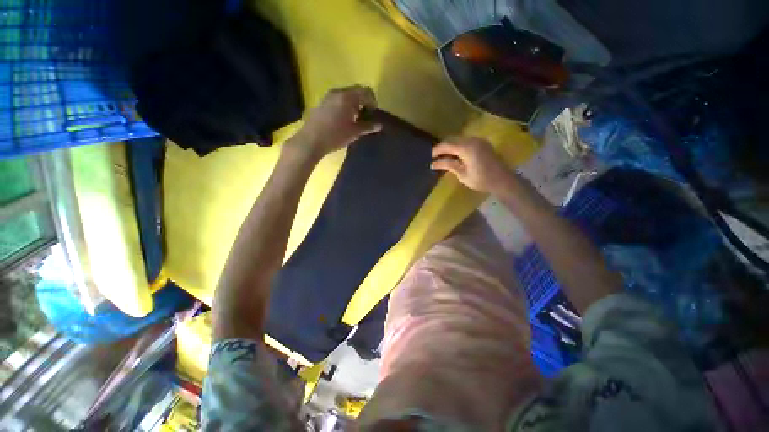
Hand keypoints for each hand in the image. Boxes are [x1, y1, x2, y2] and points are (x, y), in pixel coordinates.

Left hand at [290, 85, 381, 158]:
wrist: (311, 140)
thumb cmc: (336, 136)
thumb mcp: (354, 132)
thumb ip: (368, 127)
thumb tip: (379, 125)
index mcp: (347, 97)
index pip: (365, 91)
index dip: (372, 100)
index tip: (374, 112)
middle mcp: (338, 92)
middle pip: (355, 91)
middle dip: (363, 101)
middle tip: (366, 115)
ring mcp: (328, 96)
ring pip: (346, 95)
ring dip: (354, 103)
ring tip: (356, 118)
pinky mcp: (322, 103)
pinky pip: (338, 99)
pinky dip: (345, 105)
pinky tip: (344, 119)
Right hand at [431, 136, 512, 193]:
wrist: (503, 180)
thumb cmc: (482, 180)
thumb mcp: (462, 175)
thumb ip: (448, 166)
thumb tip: (433, 164)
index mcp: (467, 148)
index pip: (447, 145)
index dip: (437, 150)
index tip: (431, 157)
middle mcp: (472, 140)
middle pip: (453, 139)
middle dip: (443, 147)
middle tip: (436, 158)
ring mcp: (479, 140)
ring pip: (459, 139)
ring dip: (451, 146)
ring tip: (445, 157)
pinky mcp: (483, 143)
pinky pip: (466, 141)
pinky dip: (459, 146)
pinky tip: (456, 155)